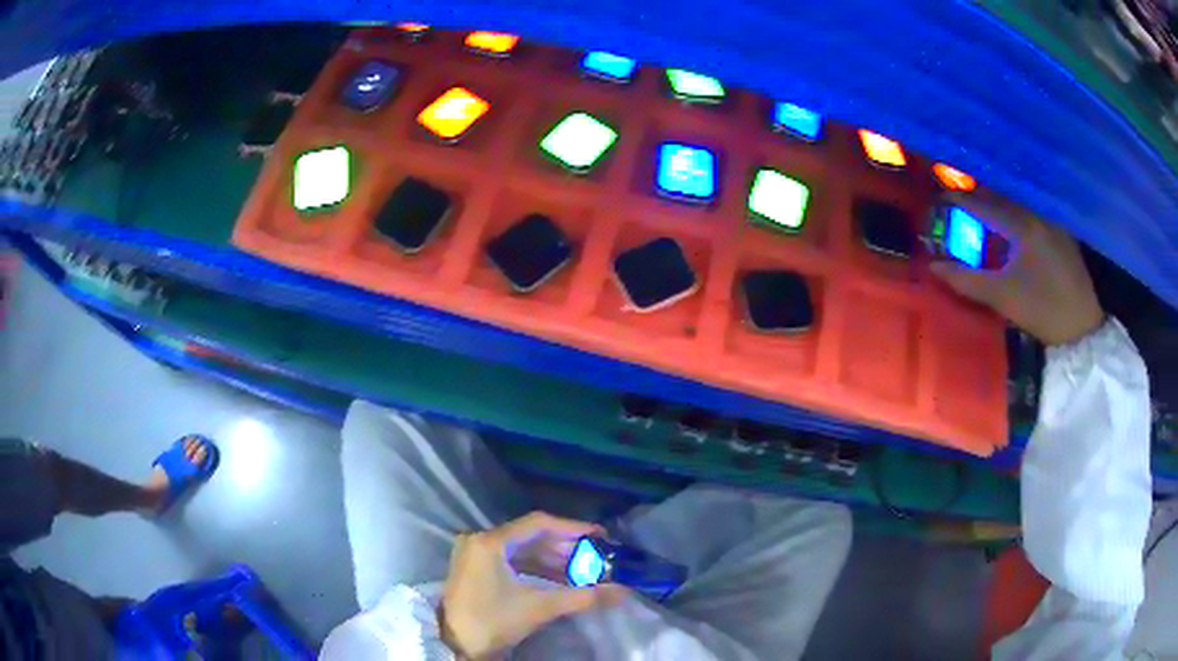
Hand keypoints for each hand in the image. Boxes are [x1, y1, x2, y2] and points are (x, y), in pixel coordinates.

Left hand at [440, 512, 627, 658]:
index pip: (538, 524)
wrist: (455, 644)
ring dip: (553, 559)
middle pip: (531, 536)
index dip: (572, 528)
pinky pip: (513, 561)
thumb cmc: (493, 620)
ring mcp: (476, 554)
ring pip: (523, 549)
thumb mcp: (538, 607)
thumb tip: (622, 592)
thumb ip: (581, 597)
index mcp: (490, 542)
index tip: (600, 535)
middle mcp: (481, 540)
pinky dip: (537, 568)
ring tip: (584, 571)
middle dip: (566, 547)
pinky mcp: (477, 569)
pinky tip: (560, 579)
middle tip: (596, 556)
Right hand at [930, 192, 1104, 346]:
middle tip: (959, 202)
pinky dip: (1015, 210)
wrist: (1084, 324)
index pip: (982, 203)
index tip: (938, 198)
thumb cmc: (1044, 310)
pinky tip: (1011, 223)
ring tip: (983, 209)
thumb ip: (968, 281)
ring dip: (997, 202)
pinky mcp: (1061, 228)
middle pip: (999, 195)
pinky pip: (1030, 209)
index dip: (958, 199)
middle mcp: (1035, 211)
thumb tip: (934, 267)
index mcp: (1021, 224)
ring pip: (1016, 201)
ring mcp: (1050, 218)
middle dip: (977, 196)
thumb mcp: (1003, 298)